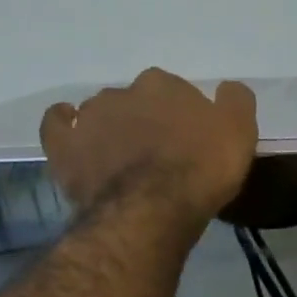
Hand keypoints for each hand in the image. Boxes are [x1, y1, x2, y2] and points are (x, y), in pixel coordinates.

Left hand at [41, 69, 257, 223]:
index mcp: (164, 86)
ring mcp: (88, 118)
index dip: (184, 118)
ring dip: (112, 129)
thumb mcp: (239, 135)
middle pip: (137, 102)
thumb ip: (235, 103)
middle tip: (160, 154)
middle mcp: (122, 92)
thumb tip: (228, 90)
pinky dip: (63, 125)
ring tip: (124, 159)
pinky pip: (57, 126)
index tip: (192, 142)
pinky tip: (71, 131)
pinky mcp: (64, 148)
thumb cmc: (200, 172)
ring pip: (101, 114)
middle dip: (147, 122)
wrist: (151, 210)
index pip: (176, 92)